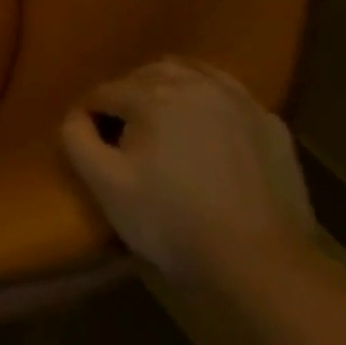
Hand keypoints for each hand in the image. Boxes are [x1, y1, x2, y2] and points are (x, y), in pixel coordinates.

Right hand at [60, 58, 316, 291]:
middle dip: (129, 100)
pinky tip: (208, 134)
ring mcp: (238, 100)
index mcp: (150, 93)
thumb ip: (75, 137)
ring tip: (165, 129)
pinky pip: (227, 96)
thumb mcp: (105, 185)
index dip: (91, 118)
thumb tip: (77, 115)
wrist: (266, 269)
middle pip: (143, 76)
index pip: (103, 92)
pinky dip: (209, 104)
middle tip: (127, 139)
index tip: (93, 147)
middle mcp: (194, 82)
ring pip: (188, 75)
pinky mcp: (270, 124)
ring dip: (168, 92)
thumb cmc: (174, 223)